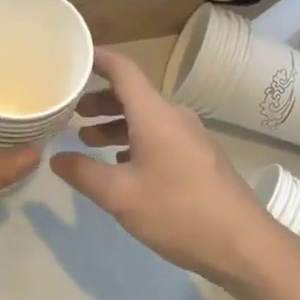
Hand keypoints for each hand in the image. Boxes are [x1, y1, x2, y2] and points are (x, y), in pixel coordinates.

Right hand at [51, 48, 284, 291]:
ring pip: (146, 117)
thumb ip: (83, 173)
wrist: (243, 244)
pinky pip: (160, 135)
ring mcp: (191, 137)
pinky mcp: (199, 157)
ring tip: (88, 140)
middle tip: (70, 112)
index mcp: (154, 114)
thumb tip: (56, 158)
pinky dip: (135, 140)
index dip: (98, 58)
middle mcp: (174, 116)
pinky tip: (122, 164)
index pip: (123, 70)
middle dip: (99, 99)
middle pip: (133, 94)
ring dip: (116, 123)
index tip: (74, 55)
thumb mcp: (120, 195)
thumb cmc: (178, 212)